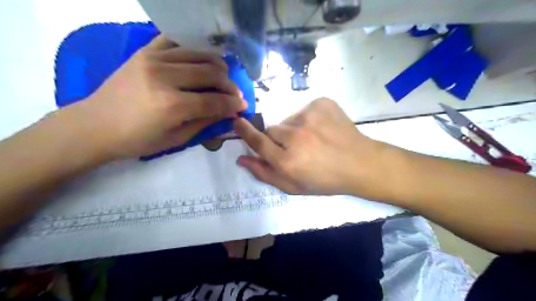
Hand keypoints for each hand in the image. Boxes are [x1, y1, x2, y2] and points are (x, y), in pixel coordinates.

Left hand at [71, 35, 245, 159]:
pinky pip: (177, 42)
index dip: (233, 104)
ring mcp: (153, 59)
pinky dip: (194, 50)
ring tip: (223, 77)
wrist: (96, 124)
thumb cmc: (138, 140)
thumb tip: (229, 112)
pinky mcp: (145, 51)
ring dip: (218, 66)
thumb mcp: (177, 139)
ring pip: (199, 54)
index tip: (243, 106)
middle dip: (229, 85)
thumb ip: (206, 123)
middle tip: (235, 94)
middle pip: (211, 73)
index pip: (214, 100)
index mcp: (172, 105)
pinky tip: (201, 61)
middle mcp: (164, 77)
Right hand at [234, 97, 389, 196]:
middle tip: (296, 148)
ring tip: (312, 140)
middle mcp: (296, 137)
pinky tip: (322, 130)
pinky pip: (304, 110)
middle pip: (272, 130)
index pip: (257, 142)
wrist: (359, 163)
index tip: (237, 122)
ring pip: (288, 120)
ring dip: (294, 129)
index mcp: (287, 161)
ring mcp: (310, 117)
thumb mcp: (293, 186)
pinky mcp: (321, 104)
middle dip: (278, 139)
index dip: (245, 132)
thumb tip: (241, 159)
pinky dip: (308, 119)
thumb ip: (264, 173)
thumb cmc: (325, 180)